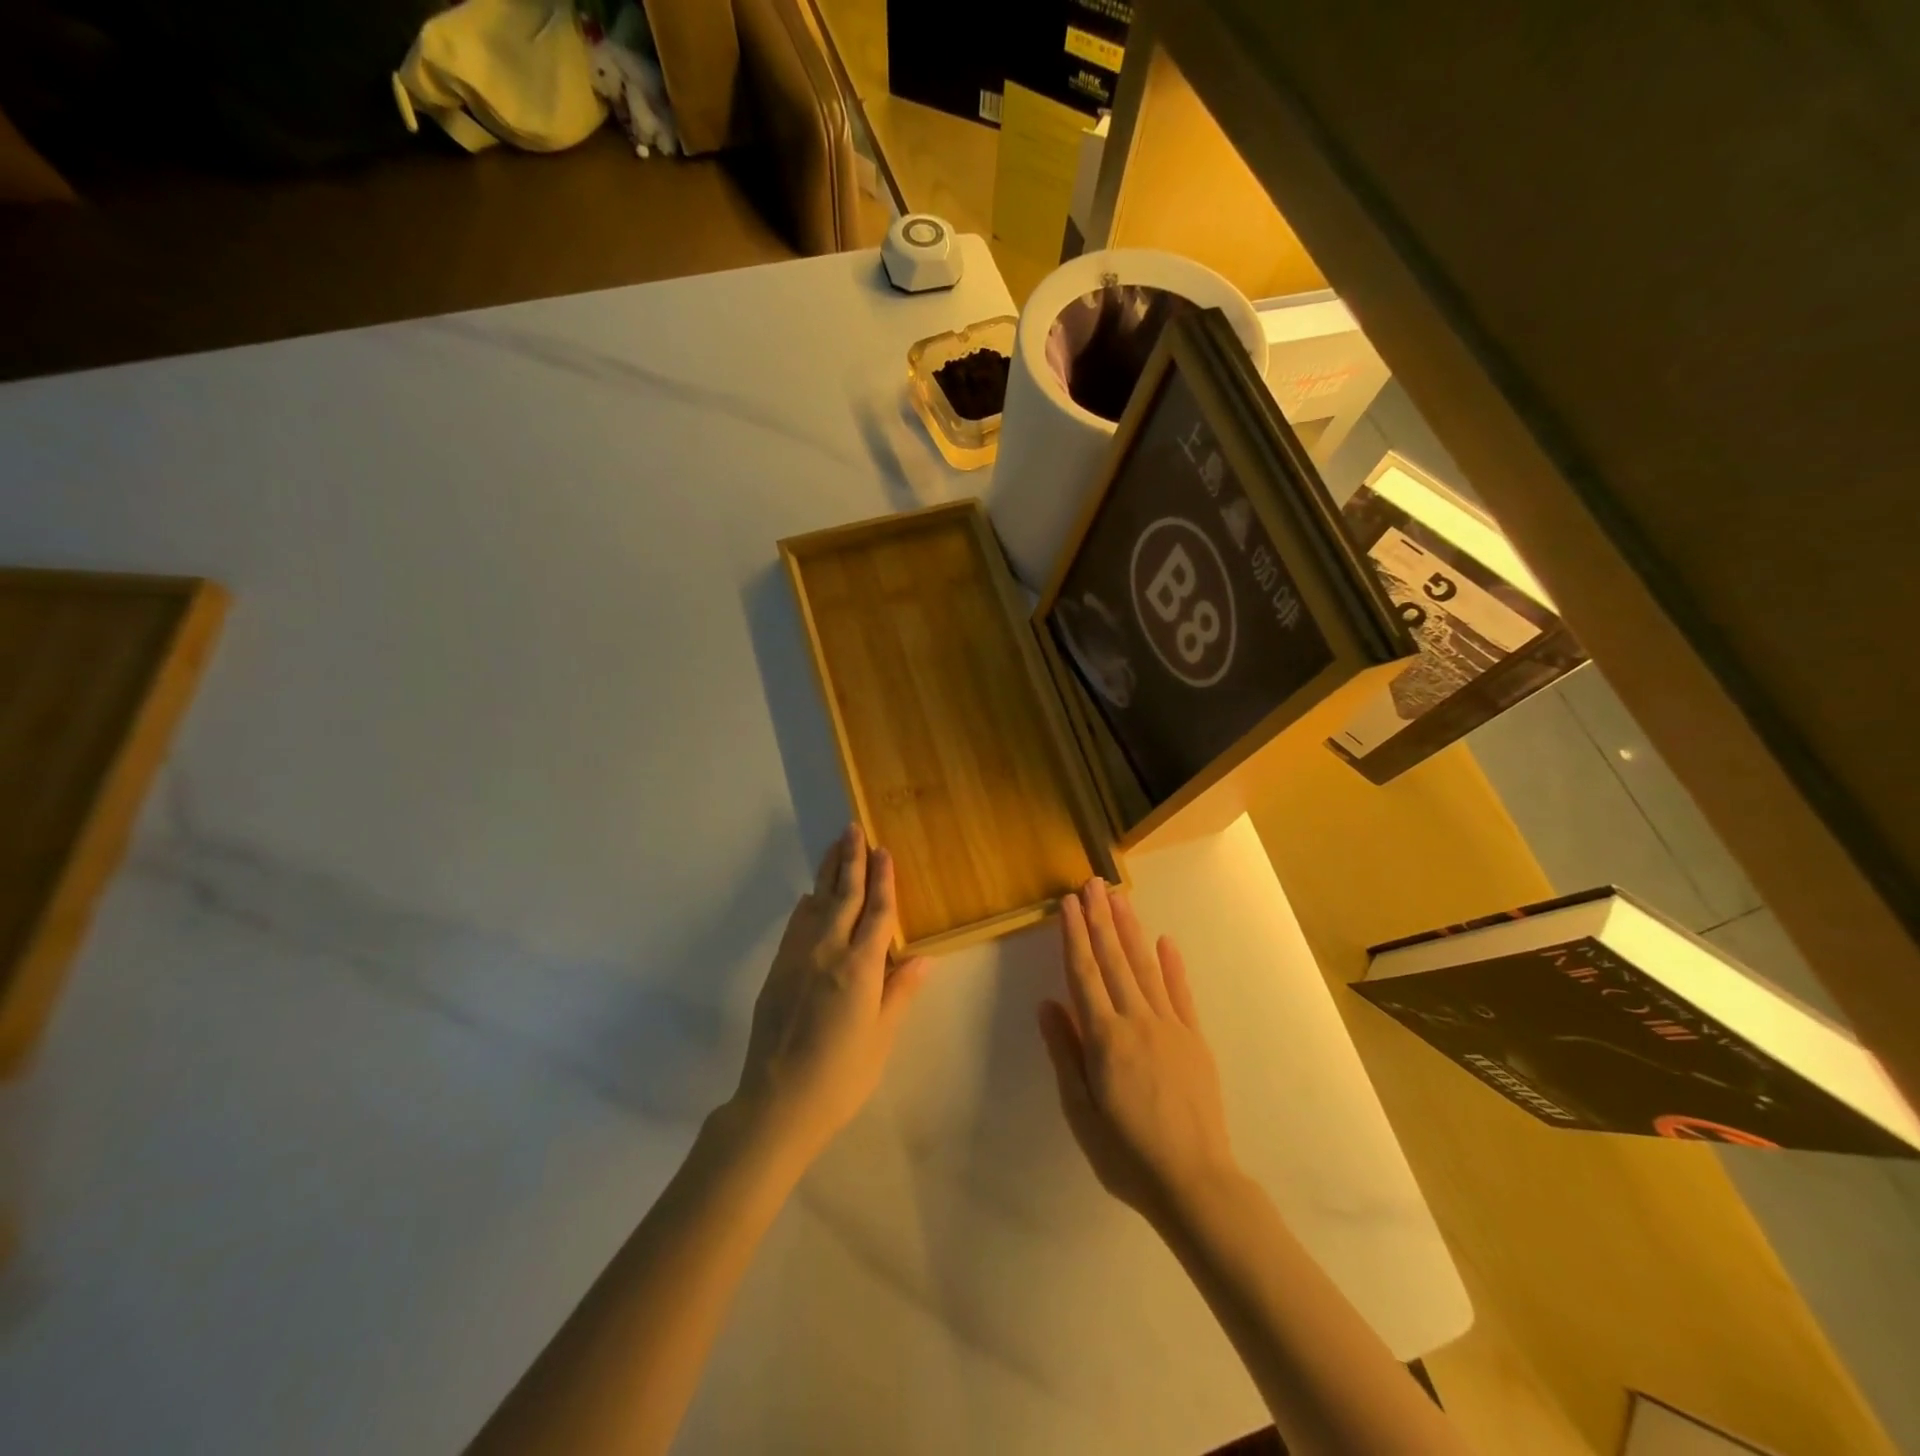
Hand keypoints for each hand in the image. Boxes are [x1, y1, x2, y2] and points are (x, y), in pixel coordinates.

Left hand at [730, 824, 929, 1168]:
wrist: (776, 1103)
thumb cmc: (840, 1076)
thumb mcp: (881, 1038)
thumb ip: (899, 992)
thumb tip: (922, 957)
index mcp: (860, 968)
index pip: (878, 912)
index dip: (884, 880)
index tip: (883, 850)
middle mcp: (828, 952)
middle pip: (844, 895)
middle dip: (851, 860)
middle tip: (854, 828)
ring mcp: (798, 958)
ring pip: (817, 903)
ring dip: (828, 873)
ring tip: (835, 847)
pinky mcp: (777, 970)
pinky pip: (795, 925)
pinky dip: (806, 905)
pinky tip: (810, 897)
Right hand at [1038, 880, 1239, 1226]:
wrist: (1195, 1183)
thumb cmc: (1127, 1154)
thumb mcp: (1081, 1112)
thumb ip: (1065, 1053)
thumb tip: (1047, 1004)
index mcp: (1105, 1038)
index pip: (1084, 974)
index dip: (1075, 936)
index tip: (1068, 904)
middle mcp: (1137, 1021)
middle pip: (1114, 960)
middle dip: (1101, 919)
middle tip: (1092, 883)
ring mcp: (1170, 1027)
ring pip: (1145, 968)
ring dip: (1130, 930)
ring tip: (1119, 897)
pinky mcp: (1195, 1040)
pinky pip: (1181, 994)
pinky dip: (1172, 965)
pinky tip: (1165, 941)